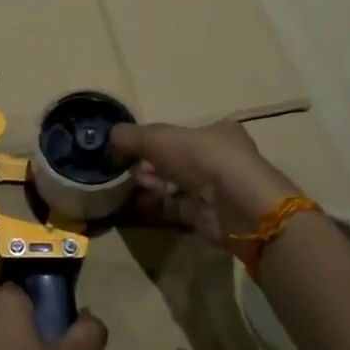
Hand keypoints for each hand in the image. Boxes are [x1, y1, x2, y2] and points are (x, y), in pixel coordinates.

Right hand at [109, 119, 302, 248]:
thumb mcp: (161, 138)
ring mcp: (215, 189)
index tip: (129, 147)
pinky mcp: (208, 216)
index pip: (180, 133)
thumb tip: (109, 136)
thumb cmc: (204, 159)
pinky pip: (174, 207)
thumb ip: (132, 136)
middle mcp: (218, 158)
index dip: (153, 139)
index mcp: (216, 132)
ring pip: (175, 184)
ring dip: (150, 184)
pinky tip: (134, 204)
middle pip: (175, 159)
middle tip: (123, 168)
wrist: (240, 207)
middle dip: (148, 163)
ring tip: (125, 186)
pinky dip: (155, 205)